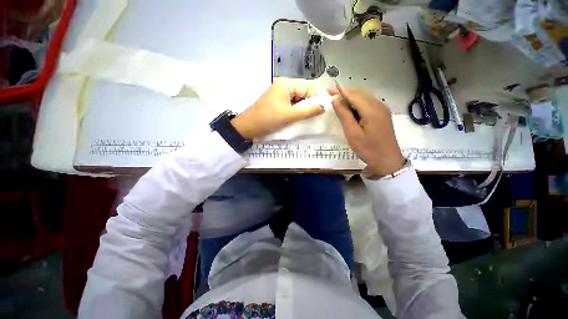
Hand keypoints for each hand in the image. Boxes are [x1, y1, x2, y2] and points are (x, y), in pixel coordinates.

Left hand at [231, 78, 324, 139]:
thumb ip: (308, 111)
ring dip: (303, 109)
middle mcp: (284, 86)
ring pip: (298, 100)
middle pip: (304, 93)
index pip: (308, 87)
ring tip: (304, 119)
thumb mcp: (289, 115)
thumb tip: (324, 107)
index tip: (319, 112)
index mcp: (286, 84)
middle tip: (311, 117)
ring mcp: (280, 94)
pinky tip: (297, 118)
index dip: (315, 99)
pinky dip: (296, 111)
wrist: (248, 127)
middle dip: (309, 104)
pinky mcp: (278, 102)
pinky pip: (292, 104)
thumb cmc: (268, 119)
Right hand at [330, 88, 404, 176]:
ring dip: (352, 98)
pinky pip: (369, 104)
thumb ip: (344, 115)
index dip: (340, 91)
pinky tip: (352, 110)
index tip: (329, 90)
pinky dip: (358, 104)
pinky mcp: (383, 115)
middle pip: (360, 94)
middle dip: (346, 93)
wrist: (387, 161)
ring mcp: (382, 110)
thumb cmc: (367, 148)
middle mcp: (379, 105)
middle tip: (332, 97)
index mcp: (371, 109)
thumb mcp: (352, 133)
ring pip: (365, 98)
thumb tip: (336, 99)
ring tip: (340, 104)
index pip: (353, 95)